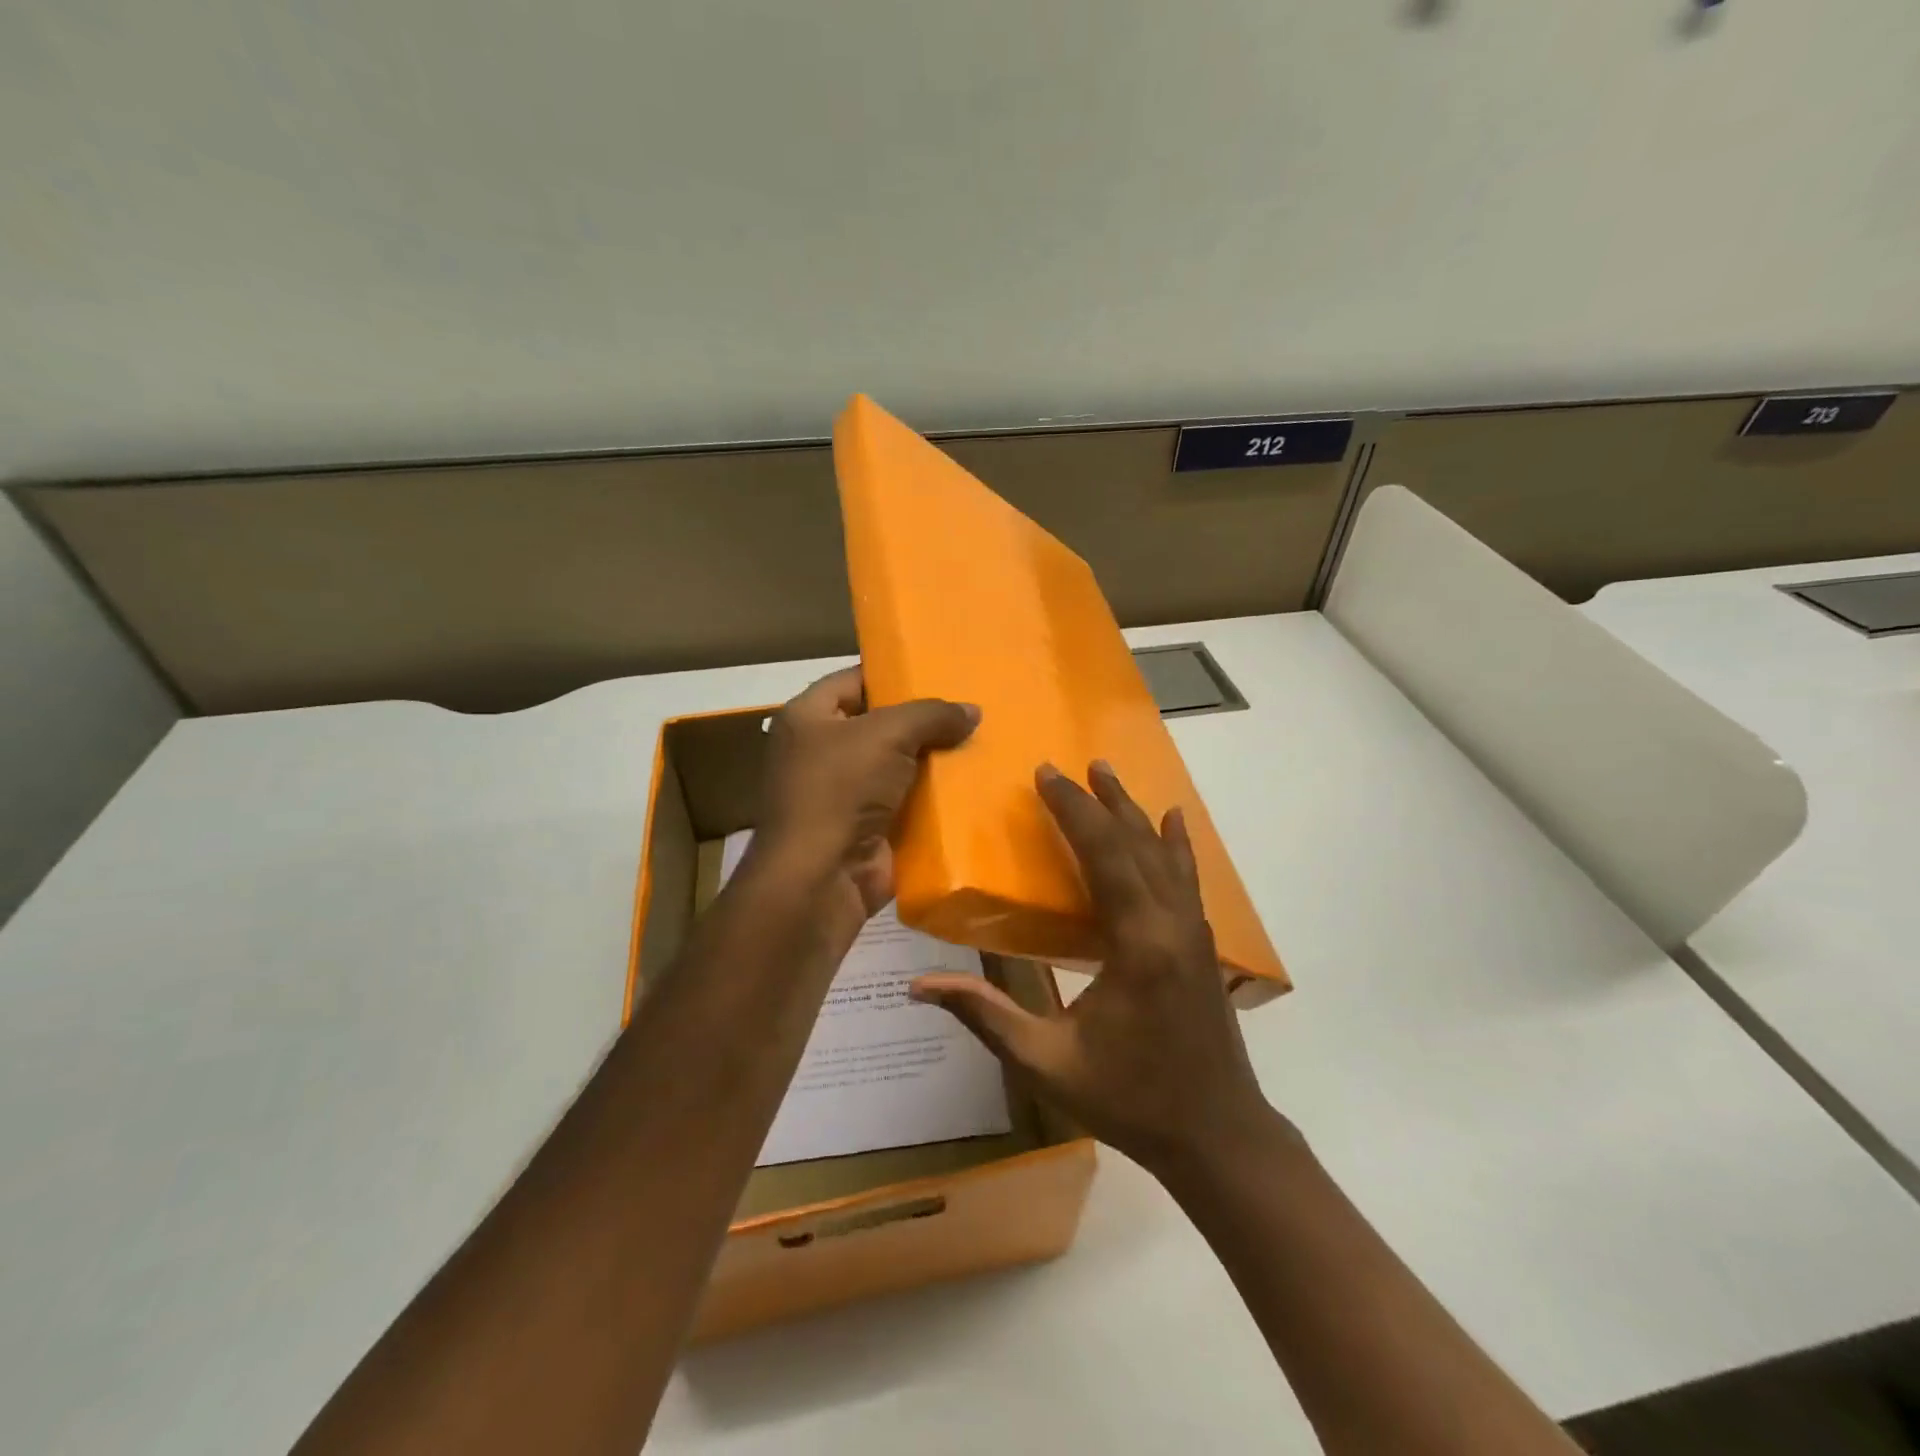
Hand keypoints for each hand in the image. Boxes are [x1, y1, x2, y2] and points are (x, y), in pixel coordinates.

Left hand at [751, 667, 978, 923]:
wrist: (822, 877)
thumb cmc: (840, 788)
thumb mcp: (887, 734)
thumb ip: (931, 715)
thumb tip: (973, 711)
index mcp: (807, 718)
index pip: (853, 681)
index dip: (892, 674)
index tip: (937, 672)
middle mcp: (819, 753)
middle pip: (879, 725)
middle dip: (921, 721)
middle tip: (968, 709)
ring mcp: (843, 795)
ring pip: (897, 767)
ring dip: (932, 762)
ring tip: (980, 742)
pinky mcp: (867, 829)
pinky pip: (906, 804)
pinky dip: (933, 799)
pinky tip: (972, 785)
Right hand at [911, 760, 1280, 1178]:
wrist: (1218, 1138)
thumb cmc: (1129, 1101)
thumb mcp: (1047, 1062)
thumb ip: (984, 1015)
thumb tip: (920, 985)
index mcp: (1137, 943)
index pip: (1103, 854)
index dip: (1073, 810)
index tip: (1045, 774)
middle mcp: (1172, 923)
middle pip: (1134, 843)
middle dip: (1099, 801)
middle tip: (1068, 767)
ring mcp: (1195, 931)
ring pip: (1164, 853)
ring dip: (1134, 811)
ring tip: (1109, 774)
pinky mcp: (1202, 943)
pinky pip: (1186, 878)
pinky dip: (1175, 844)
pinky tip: (1173, 821)